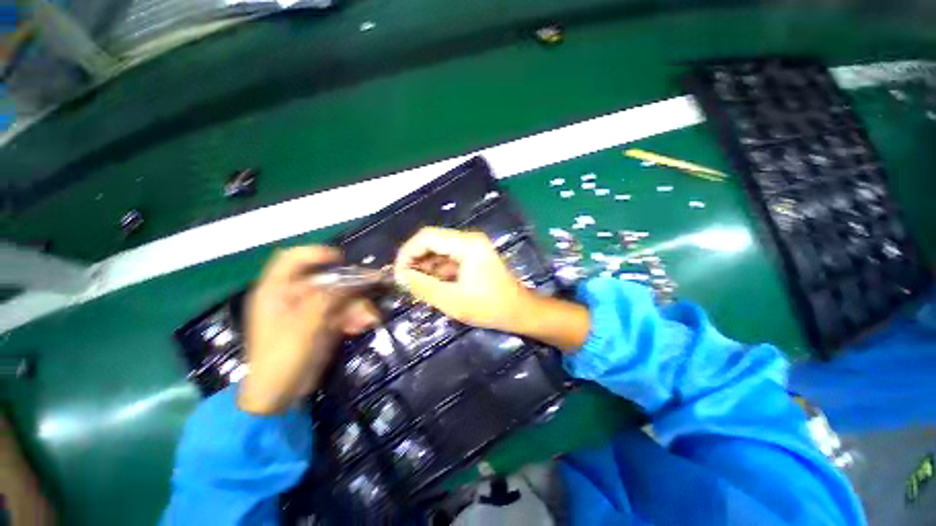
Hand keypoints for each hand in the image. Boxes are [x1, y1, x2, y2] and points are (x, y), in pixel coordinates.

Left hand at [239, 247, 377, 414]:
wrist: (280, 395)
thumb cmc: (283, 357)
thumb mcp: (306, 325)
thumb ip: (328, 298)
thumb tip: (353, 281)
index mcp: (276, 291)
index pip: (292, 258)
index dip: (316, 253)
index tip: (342, 259)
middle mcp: (293, 296)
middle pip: (327, 279)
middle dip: (352, 287)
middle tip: (374, 288)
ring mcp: (309, 310)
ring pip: (340, 296)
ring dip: (358, 306)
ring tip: (369, 319)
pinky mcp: (322, 322)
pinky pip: (343, 312)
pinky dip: (355, 317)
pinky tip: (362, 326)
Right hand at [395, 227, 590, 350]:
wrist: (520, 311)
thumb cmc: (490, 307)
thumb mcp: (453, 301)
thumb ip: (424, 287)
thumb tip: (401, 277)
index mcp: (467, 244)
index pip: (427, 237)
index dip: (407, 253)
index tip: (398, 274)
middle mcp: (469, 239)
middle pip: (432, 241)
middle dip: (415, 260)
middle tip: (404, 282)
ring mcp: (472, 247)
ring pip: (439, 250)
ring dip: (425, 266)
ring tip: (415, 286)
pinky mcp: (474, 256)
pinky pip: (448, 258)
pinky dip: (437, 270)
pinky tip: (430, 285)